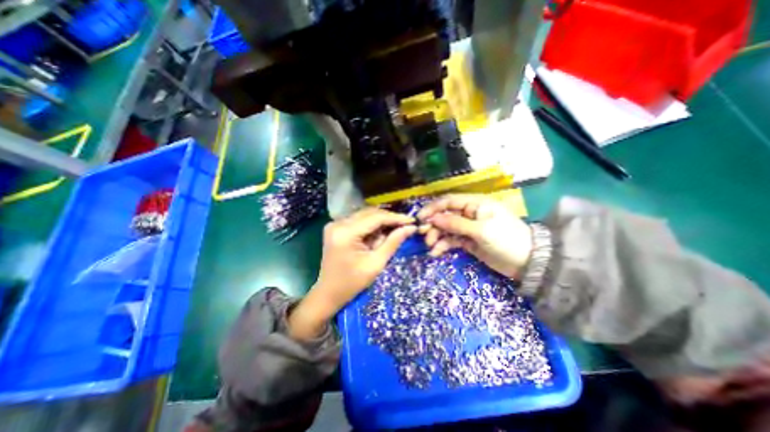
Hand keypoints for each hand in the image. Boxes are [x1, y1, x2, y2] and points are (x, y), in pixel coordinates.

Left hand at [288, 208, 414, 338]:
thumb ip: (393, 242)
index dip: (396, 218)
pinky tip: (379, 234)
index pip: (376, 218)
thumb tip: (410, 228)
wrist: (328, 293)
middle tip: (406, 225)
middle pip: (370, 213)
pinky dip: (371, 225)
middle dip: (389, 219)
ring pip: (365, 215)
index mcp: (346, 233)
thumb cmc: (352, 283)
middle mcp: (338, 223)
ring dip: (381, 222)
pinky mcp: (336, 227)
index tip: (412, 220)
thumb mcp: (376, 263)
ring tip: (394, 231)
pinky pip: (359, 220)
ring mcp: (335, 224)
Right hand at [419, 194, 533, 279]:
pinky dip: (443, 246)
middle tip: (423, 236)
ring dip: (436, 236)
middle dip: (433, 225)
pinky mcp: (468, 241)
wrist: (527, 262)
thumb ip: (456, 224)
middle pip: (445, 216)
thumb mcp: (481, 230)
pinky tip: (436, 253)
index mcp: (475, 204)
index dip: (433, 208)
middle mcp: (469, 214)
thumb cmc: (506, 239)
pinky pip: (451, 241)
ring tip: (430, 246)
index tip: (420, 218)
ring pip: (446, 229)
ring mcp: (468, 228)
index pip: (449, 201)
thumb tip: (433, 218)